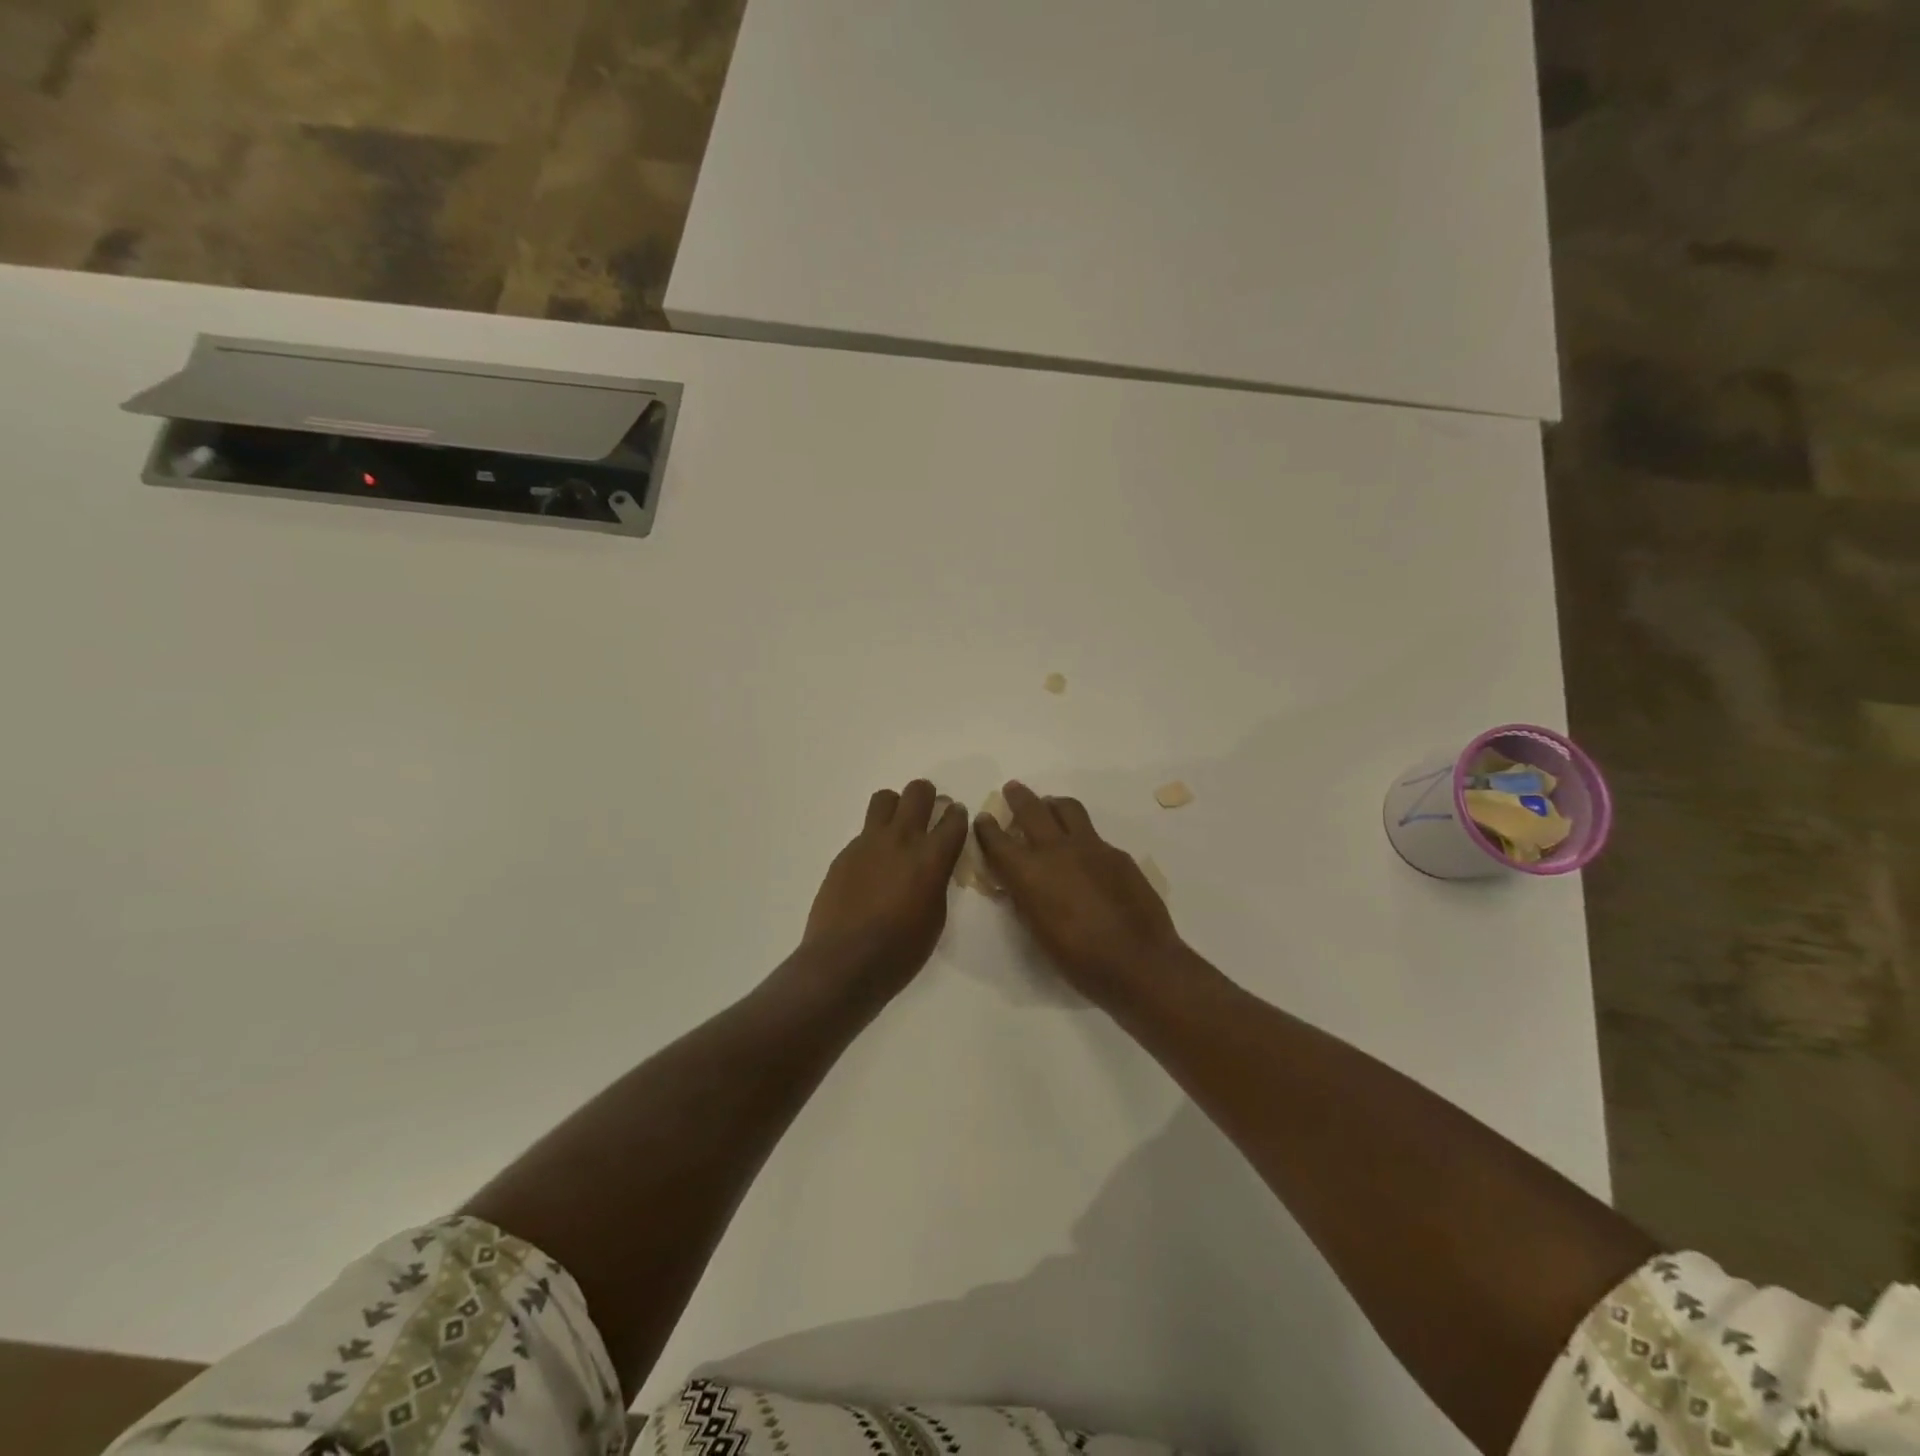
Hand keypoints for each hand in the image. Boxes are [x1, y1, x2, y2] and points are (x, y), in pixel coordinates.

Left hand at [802, 779, 969, 994]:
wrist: (844, 962)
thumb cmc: (900, 951)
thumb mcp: (935, 917)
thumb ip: (937, 881)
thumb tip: (932, 867)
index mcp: (931, 858)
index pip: (953, 819)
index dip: (957, 815)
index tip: (955, 818)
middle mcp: (901, 840)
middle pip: (917, 793)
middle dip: (927, 796)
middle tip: (928, 812)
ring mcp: (869, 843)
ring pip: (884, 799)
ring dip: (896, 806)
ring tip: (897, 828)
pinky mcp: (845, 854)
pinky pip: (864, 832)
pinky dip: (874, 840)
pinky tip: (873, 867)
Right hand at [974, 781, 1187, 1004]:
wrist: (1137, 960)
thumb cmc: (1078, 959)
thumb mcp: (1037, 932)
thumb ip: (1025, 899)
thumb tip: (1020, 884)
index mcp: (1029, 872)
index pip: (998, 840)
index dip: (987, 827)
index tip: (984, 818)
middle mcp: (1056, 849)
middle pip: (1032, 809)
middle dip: (1018, 797)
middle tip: (1013, 789)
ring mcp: (1091, 847)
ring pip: (1067, 809)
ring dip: (1053, 804)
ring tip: (1049, 806)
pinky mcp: (1117, 853)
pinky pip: (1094, 835)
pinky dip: (1081, 835)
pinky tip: (1085, 852)